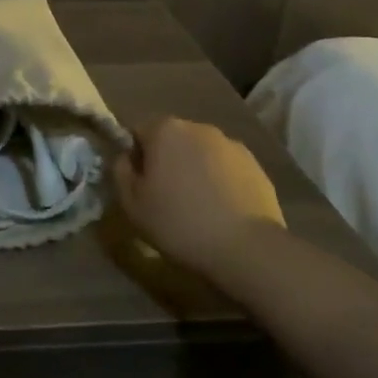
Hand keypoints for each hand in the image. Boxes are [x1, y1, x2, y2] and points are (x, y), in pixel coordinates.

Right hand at [114, 118, 284, 278]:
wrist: (247, 249)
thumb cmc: (178, 223)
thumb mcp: (131, 203)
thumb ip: (120, 171)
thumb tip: (126, 158)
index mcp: (165, 130)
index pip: (138, 132)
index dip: (135, 157)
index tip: (139, 185)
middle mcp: (199, 128)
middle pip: (172, 139)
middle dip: (166, 160)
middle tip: (165, 196)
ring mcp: (232, 145)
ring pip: (201, 153)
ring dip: (194, 170)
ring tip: (197, 205)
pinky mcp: (257, 166)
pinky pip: (226, 168)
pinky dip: (220, 182)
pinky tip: (221, 210)